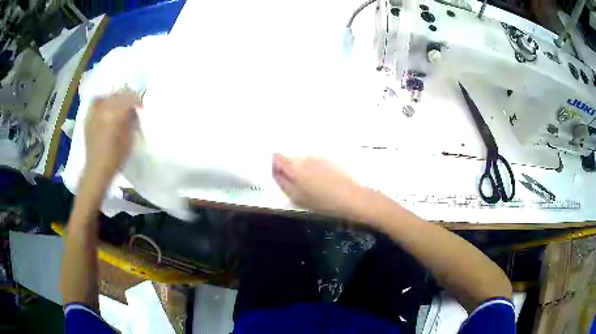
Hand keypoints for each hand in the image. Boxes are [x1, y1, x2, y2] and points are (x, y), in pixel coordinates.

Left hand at [83, 90, 140, 186]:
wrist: (96, 171)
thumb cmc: (115, 158)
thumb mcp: (129, 140)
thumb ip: (131, 121)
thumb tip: (133, 110)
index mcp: (115, 114)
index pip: (130, 98)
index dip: (138, 100)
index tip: (141, 107)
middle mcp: (103, 109)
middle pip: (118, 94)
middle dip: (127, 97)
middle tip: (132, 105)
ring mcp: (94, 113)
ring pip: (107, 96)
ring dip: (115, 98)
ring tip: (118, 105)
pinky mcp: (88, 118)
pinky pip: (96, 102)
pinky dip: (102, 101)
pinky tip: (105, 107)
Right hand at [272, 154, 370, 217]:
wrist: (350, 196)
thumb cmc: (321, 200)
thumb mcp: (297, 196)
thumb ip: (282, 182)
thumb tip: (276, 171)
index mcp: (294, 166)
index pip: (277, 157)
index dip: (275, 165)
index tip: (279, 175)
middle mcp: (305, 157)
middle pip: (291, 159)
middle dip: (290, 168)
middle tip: (296, 184)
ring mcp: (319, 157)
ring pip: (304, 160)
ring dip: (304, 169)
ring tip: (312, 184)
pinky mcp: (330, 159)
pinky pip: (316, 162)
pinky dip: (315, 169)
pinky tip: (323, 181)